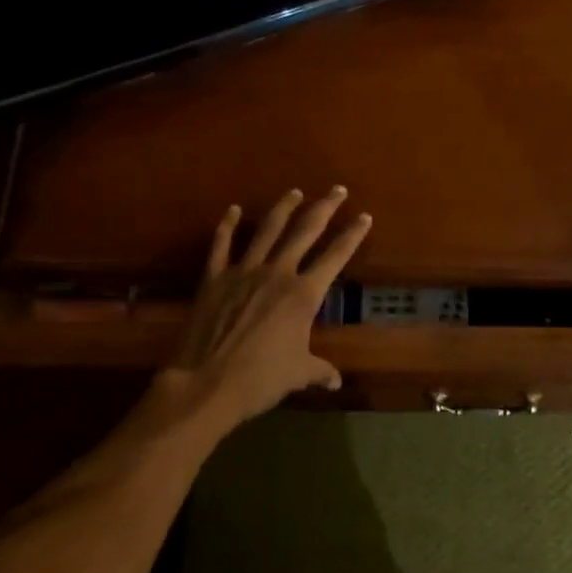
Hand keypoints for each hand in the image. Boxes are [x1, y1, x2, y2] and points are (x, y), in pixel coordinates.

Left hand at [165, 187, 371, 427]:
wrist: (207, 383)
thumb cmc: (261, 379)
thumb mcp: (298, 374)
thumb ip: (319, 371)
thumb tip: (336, 382)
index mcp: (304, 294)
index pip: (336, 257)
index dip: (352, 236)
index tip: (364, 216)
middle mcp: (277, 273)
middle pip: (305, 231)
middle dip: (325, 208)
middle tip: (337, 190)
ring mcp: (243, 272)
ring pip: (267, 230)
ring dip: (283, 208)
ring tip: (294, 192)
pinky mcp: (214, 278)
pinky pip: (222, 245)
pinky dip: (227, 226)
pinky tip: (233, 210)